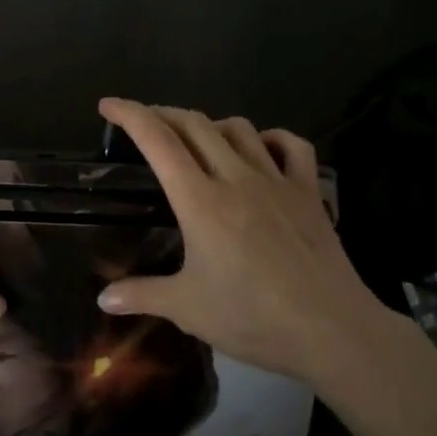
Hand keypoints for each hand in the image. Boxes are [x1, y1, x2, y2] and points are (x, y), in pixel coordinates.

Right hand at [93, 98, 385, 381]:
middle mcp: (236, 178)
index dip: (130, 115)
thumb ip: (142, 295)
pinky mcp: (309, 192)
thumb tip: (103, 299)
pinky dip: (270, 138)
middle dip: (163, 113)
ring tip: (196, 138)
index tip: (108, 104)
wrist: (333, 330)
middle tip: (143, 122)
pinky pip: (292, 146)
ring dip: (211, 124)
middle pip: (195, 124)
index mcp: (200, 201)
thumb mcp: (188, 310)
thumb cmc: (253, 318)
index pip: (158, 141)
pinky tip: (261, 149)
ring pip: (239, 128)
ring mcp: (277, 181)